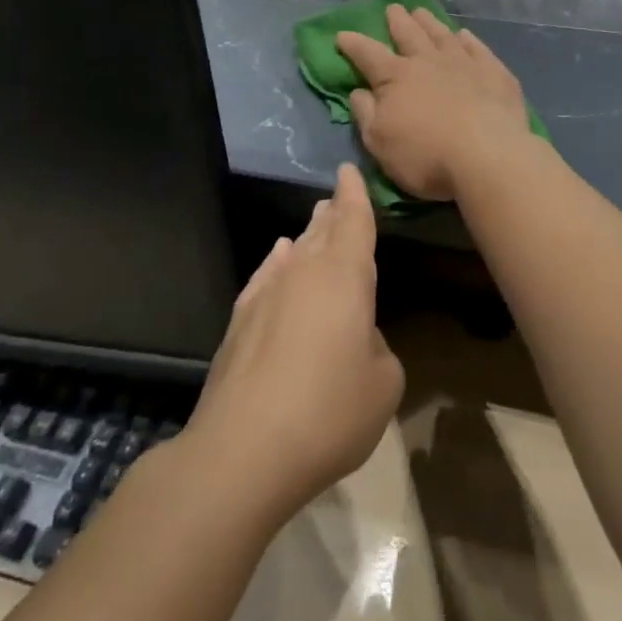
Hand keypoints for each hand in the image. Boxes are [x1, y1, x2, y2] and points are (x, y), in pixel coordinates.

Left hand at [184, 164, 402, 522]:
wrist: (242, 451)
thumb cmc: (328, 411)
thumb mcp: (383, 384)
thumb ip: (378, 348)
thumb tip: (357, 339)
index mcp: (345, 276)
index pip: (354, 220)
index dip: (355, 193)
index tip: (348, 168)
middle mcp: (304, 273)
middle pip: (322, 231)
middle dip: (332, 213)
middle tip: (336, 199)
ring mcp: (266, 295)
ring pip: (293, 252)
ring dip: (307, 237)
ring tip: (316, 224)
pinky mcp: (238, 324)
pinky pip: (266, 277)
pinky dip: (277, 265)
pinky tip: (278, 260)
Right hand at [337, 5, 529, 201]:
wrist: (488, 155)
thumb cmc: (426, 155)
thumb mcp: (380, 143)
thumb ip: (366, 114)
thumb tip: (359, 91)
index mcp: (396, 77)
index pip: (368, 54)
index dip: (353, 44)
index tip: (342, 35)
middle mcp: (428, 61)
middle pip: (409, 34)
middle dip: (397, 21)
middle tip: (393, 8)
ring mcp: (464, 63)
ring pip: (442, 34)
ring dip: (429, 22)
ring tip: (421, 12)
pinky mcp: (493, 72)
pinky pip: (477, 48)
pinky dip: (468, 39)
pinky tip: (464, 35)